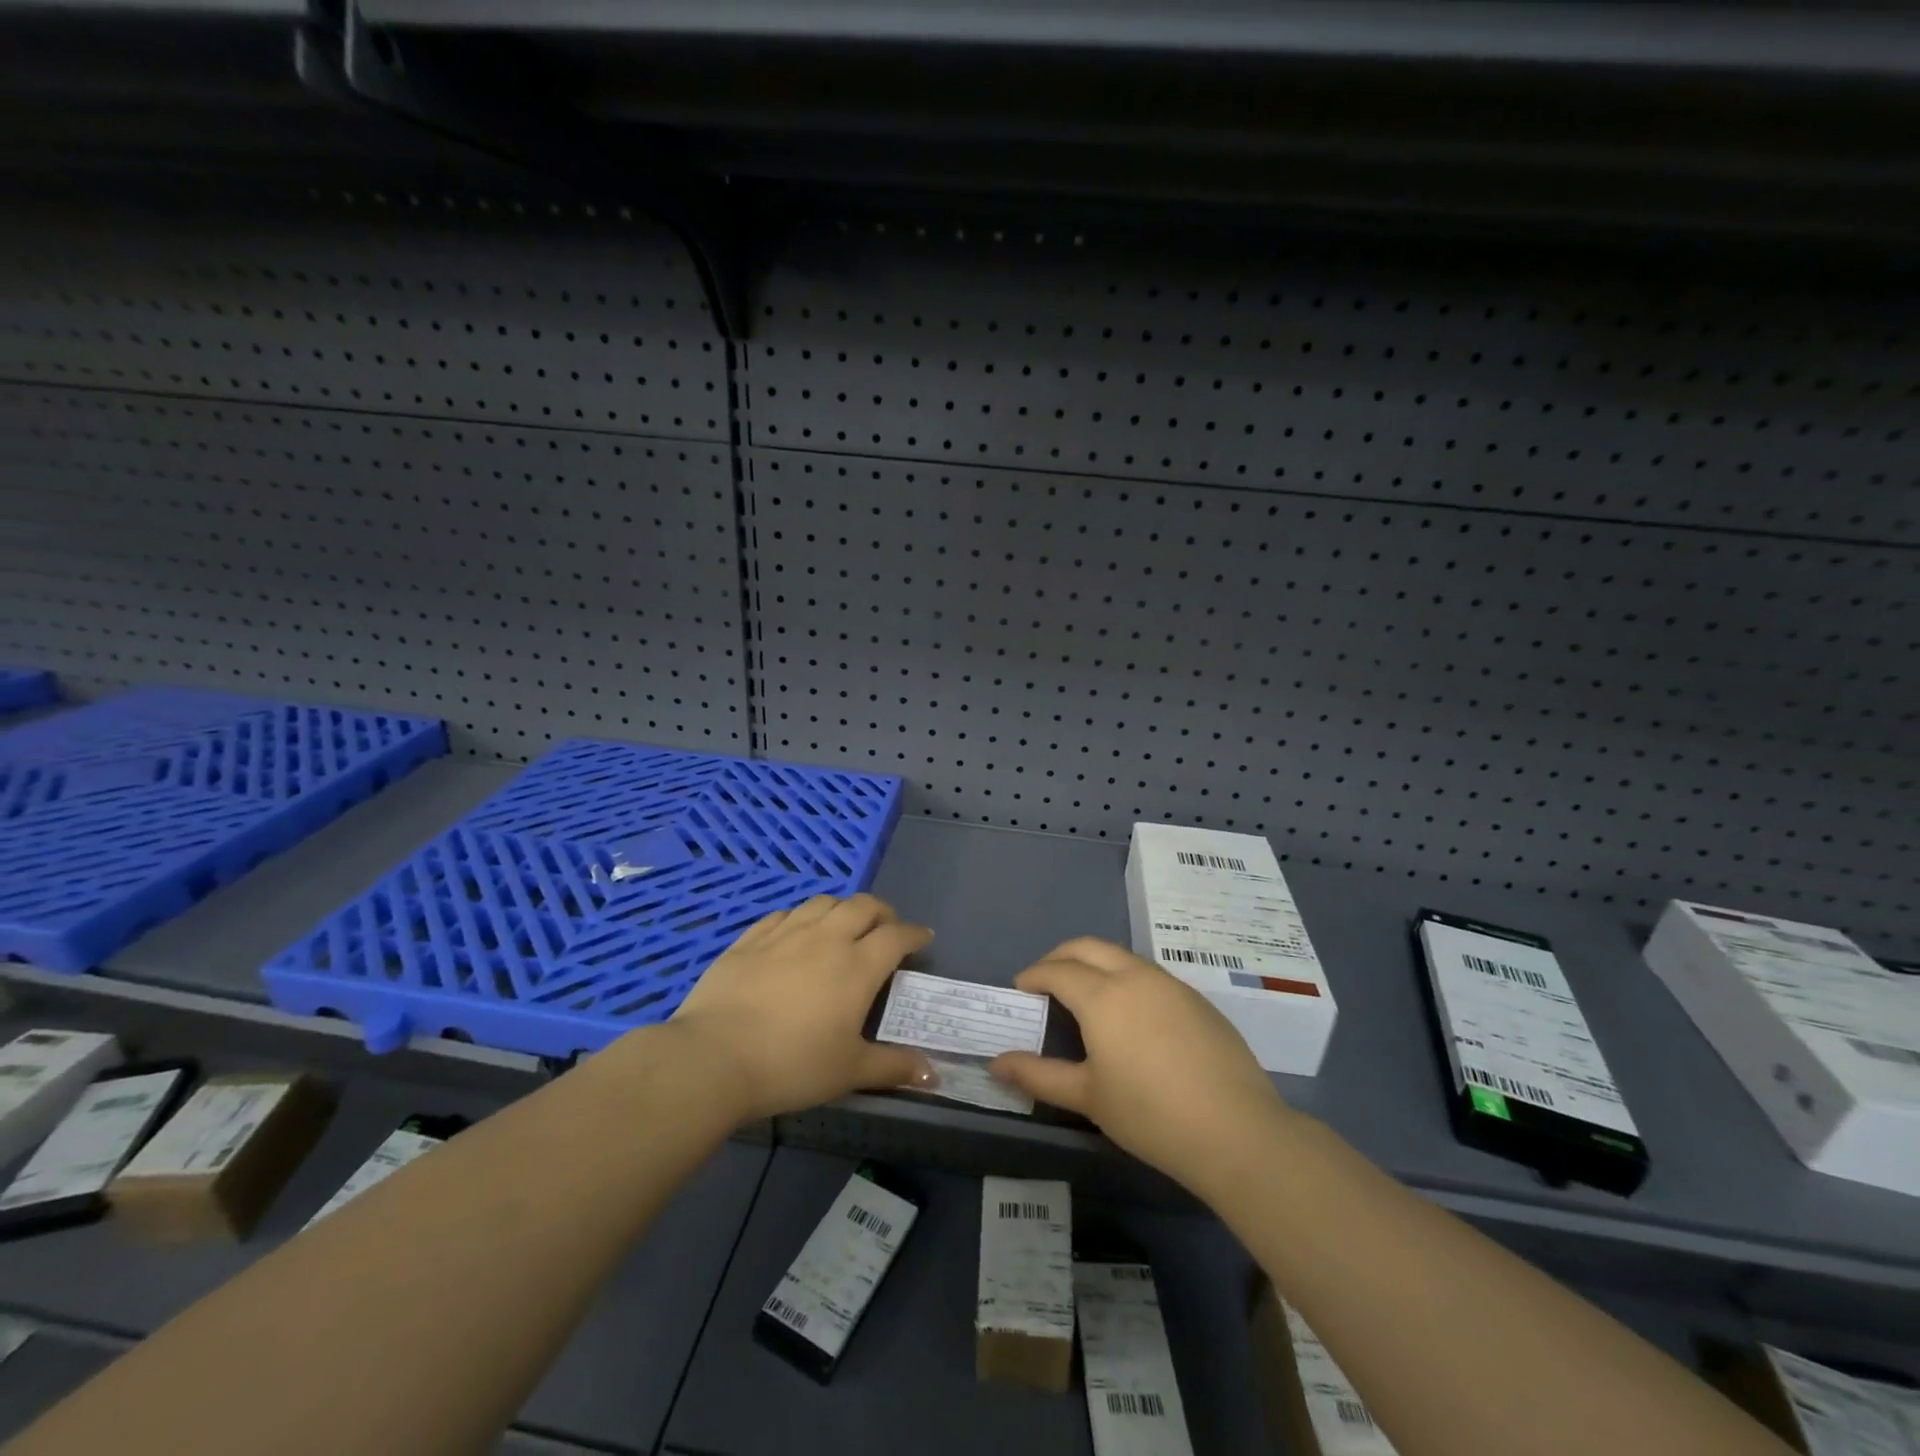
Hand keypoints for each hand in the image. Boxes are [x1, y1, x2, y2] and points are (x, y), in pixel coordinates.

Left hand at [664, 894, 936, 1121]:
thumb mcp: (849, 1072)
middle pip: (863, 906)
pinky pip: (784, 914)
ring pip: (824, 903)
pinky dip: (801, 917)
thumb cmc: (792, 1065)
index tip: (923, 939)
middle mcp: (826, 938)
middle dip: (882, 913)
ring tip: (844, 926)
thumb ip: (893, 1067)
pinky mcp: (750, 939)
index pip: (896, 936)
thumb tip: (934, 1075)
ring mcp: (785, 933)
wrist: (715, 1057)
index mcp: (857, 966)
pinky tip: (797, 932)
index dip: (914, 934)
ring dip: (842, 909)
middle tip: (886, 929)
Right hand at [990, 937, 1289, 1195]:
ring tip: (1085, 995)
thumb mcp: (1088, 1097)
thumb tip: (996, 1064)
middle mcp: (1135, 976)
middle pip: (1088, 947)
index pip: (1057, 970)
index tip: (1021, 989)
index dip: (1034, 975)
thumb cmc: (1150, 1114)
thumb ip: (1039, 1076)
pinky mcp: (1197, 999)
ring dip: (1095, 964)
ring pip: (1122, 956)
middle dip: (1060, 956)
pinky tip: (1131, 1016)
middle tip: (1045, 981)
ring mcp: (1171, 984)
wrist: (1236, 1131)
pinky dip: (1126, 979)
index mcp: (1103, 995)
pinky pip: (1150, 975)